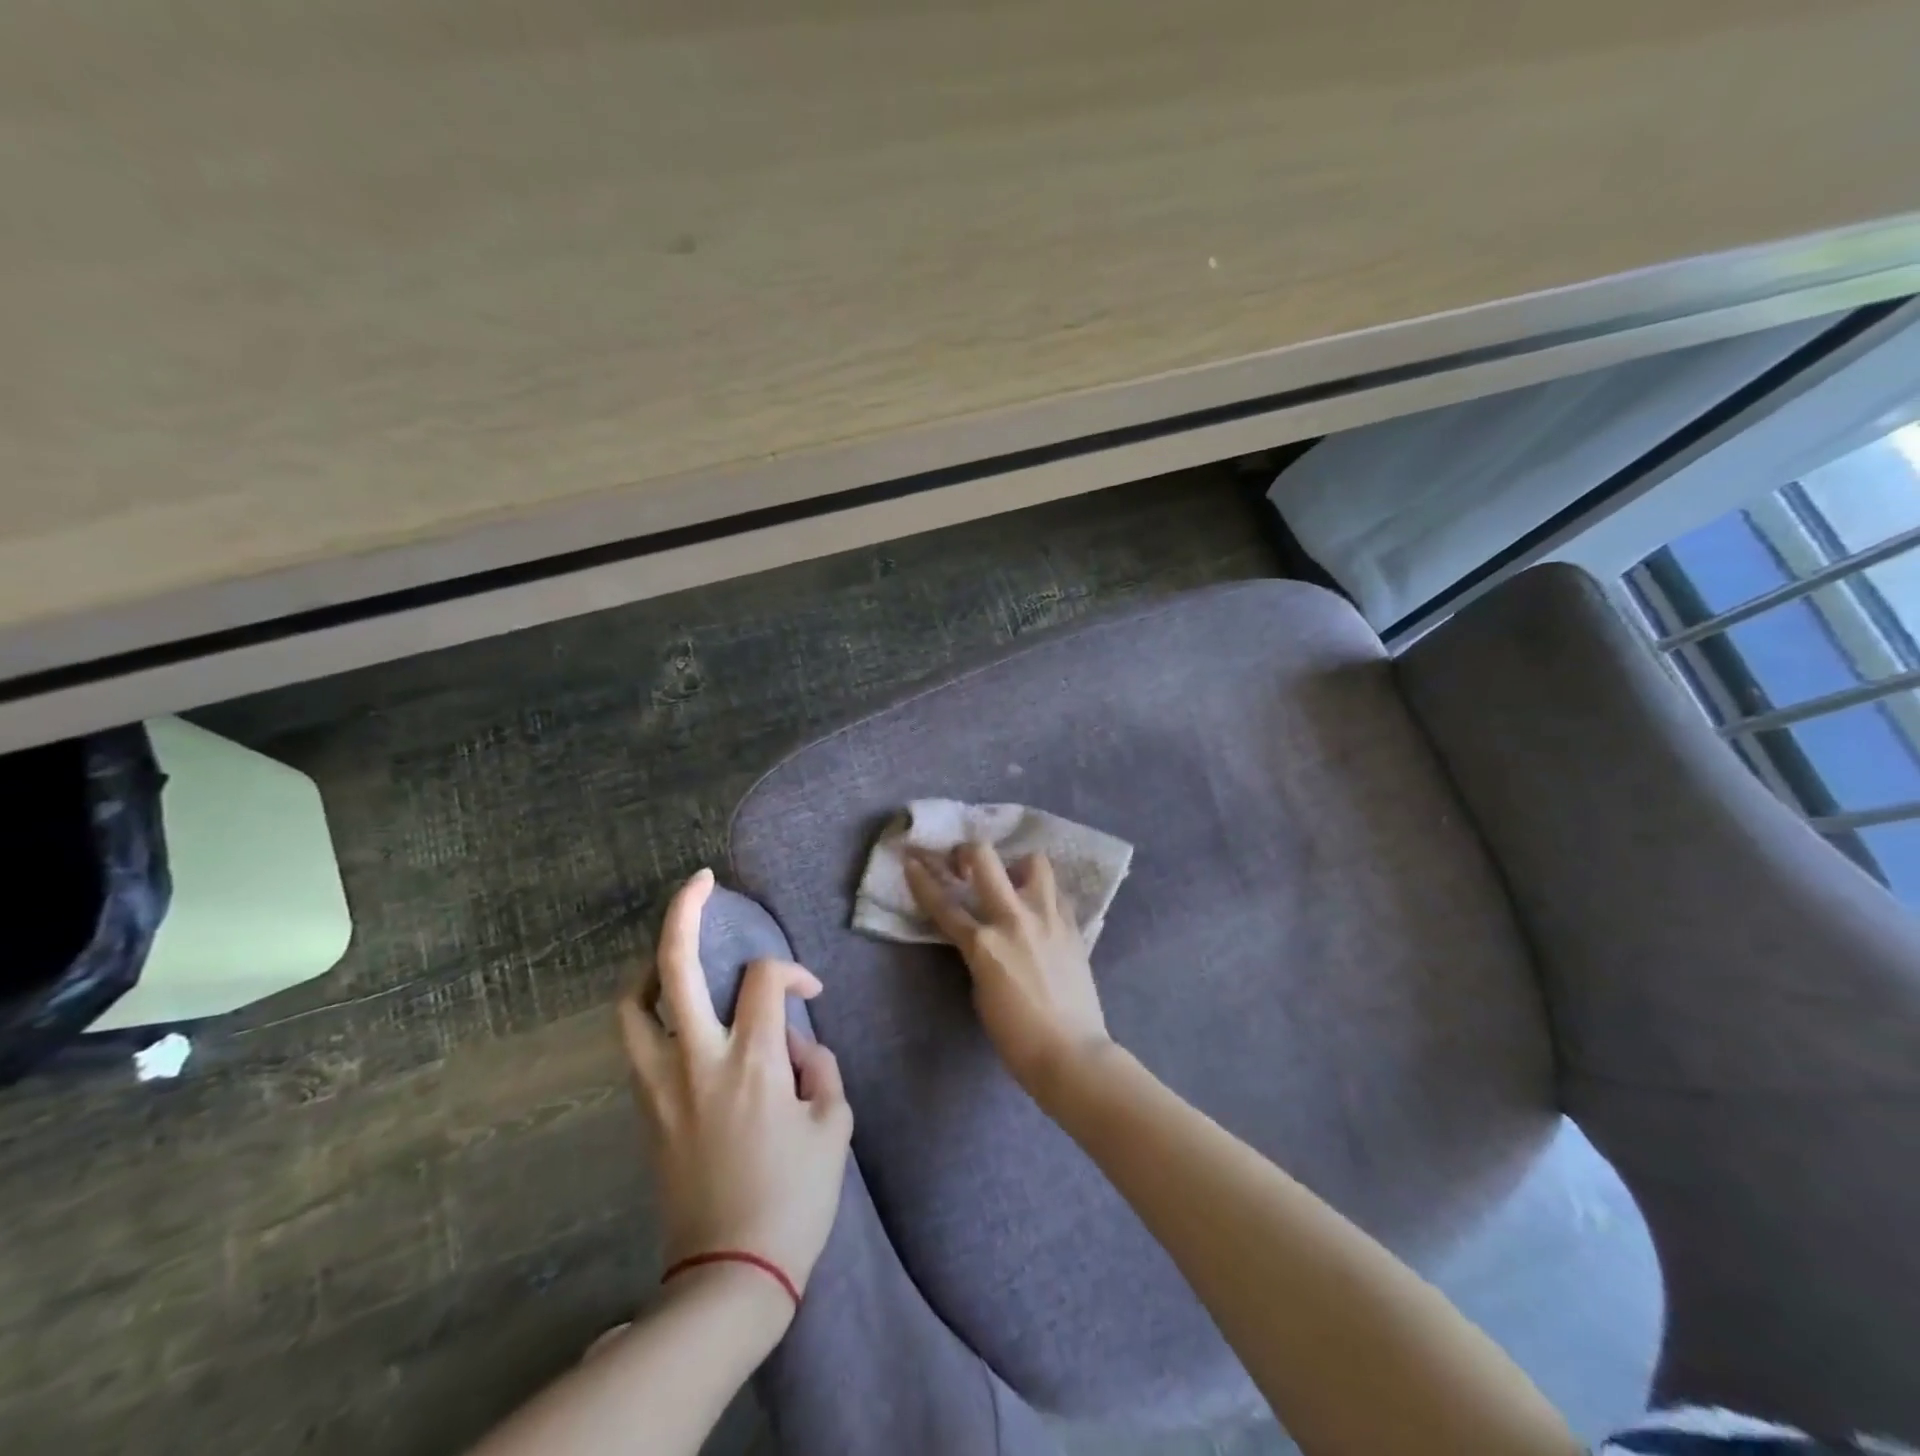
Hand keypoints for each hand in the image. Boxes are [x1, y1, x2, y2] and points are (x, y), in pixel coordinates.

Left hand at [618, 869, 852, 1308]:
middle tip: (700, 881)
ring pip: (633, 1002)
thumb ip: (820, 1068)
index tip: (810, 995)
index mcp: (752, 1062)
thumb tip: (796, 1044)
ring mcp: (661, 1084)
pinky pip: (635, 1042)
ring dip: (651, 963)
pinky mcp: (645, 1109)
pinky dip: (647, 1009)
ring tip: (673, 949)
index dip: (792, 973)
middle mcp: (698, 1060)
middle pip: (676, 966)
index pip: (765, 980)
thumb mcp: (833, 1127)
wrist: (729, 1275)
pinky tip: (670, 1008)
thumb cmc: (793, 1200)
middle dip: (685, 911)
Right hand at [905, 843, 1112, 1104]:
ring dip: (1017, 865)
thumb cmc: (1016, 1035)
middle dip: (967, 851)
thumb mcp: (980, 990)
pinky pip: (1056, 892)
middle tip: (964, 862)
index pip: (943, 903)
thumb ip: (978, 953)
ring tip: (1013, 880)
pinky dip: (1043, 892)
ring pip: (1033, 861)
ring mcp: (1047, 917)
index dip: (922, 878)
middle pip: (984, 859)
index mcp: (983, 943)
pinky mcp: (1072, 925)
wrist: (1070, 1052)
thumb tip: (983, 935)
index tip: (911, 860)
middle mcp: (1014, 919)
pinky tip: (1039, 908)